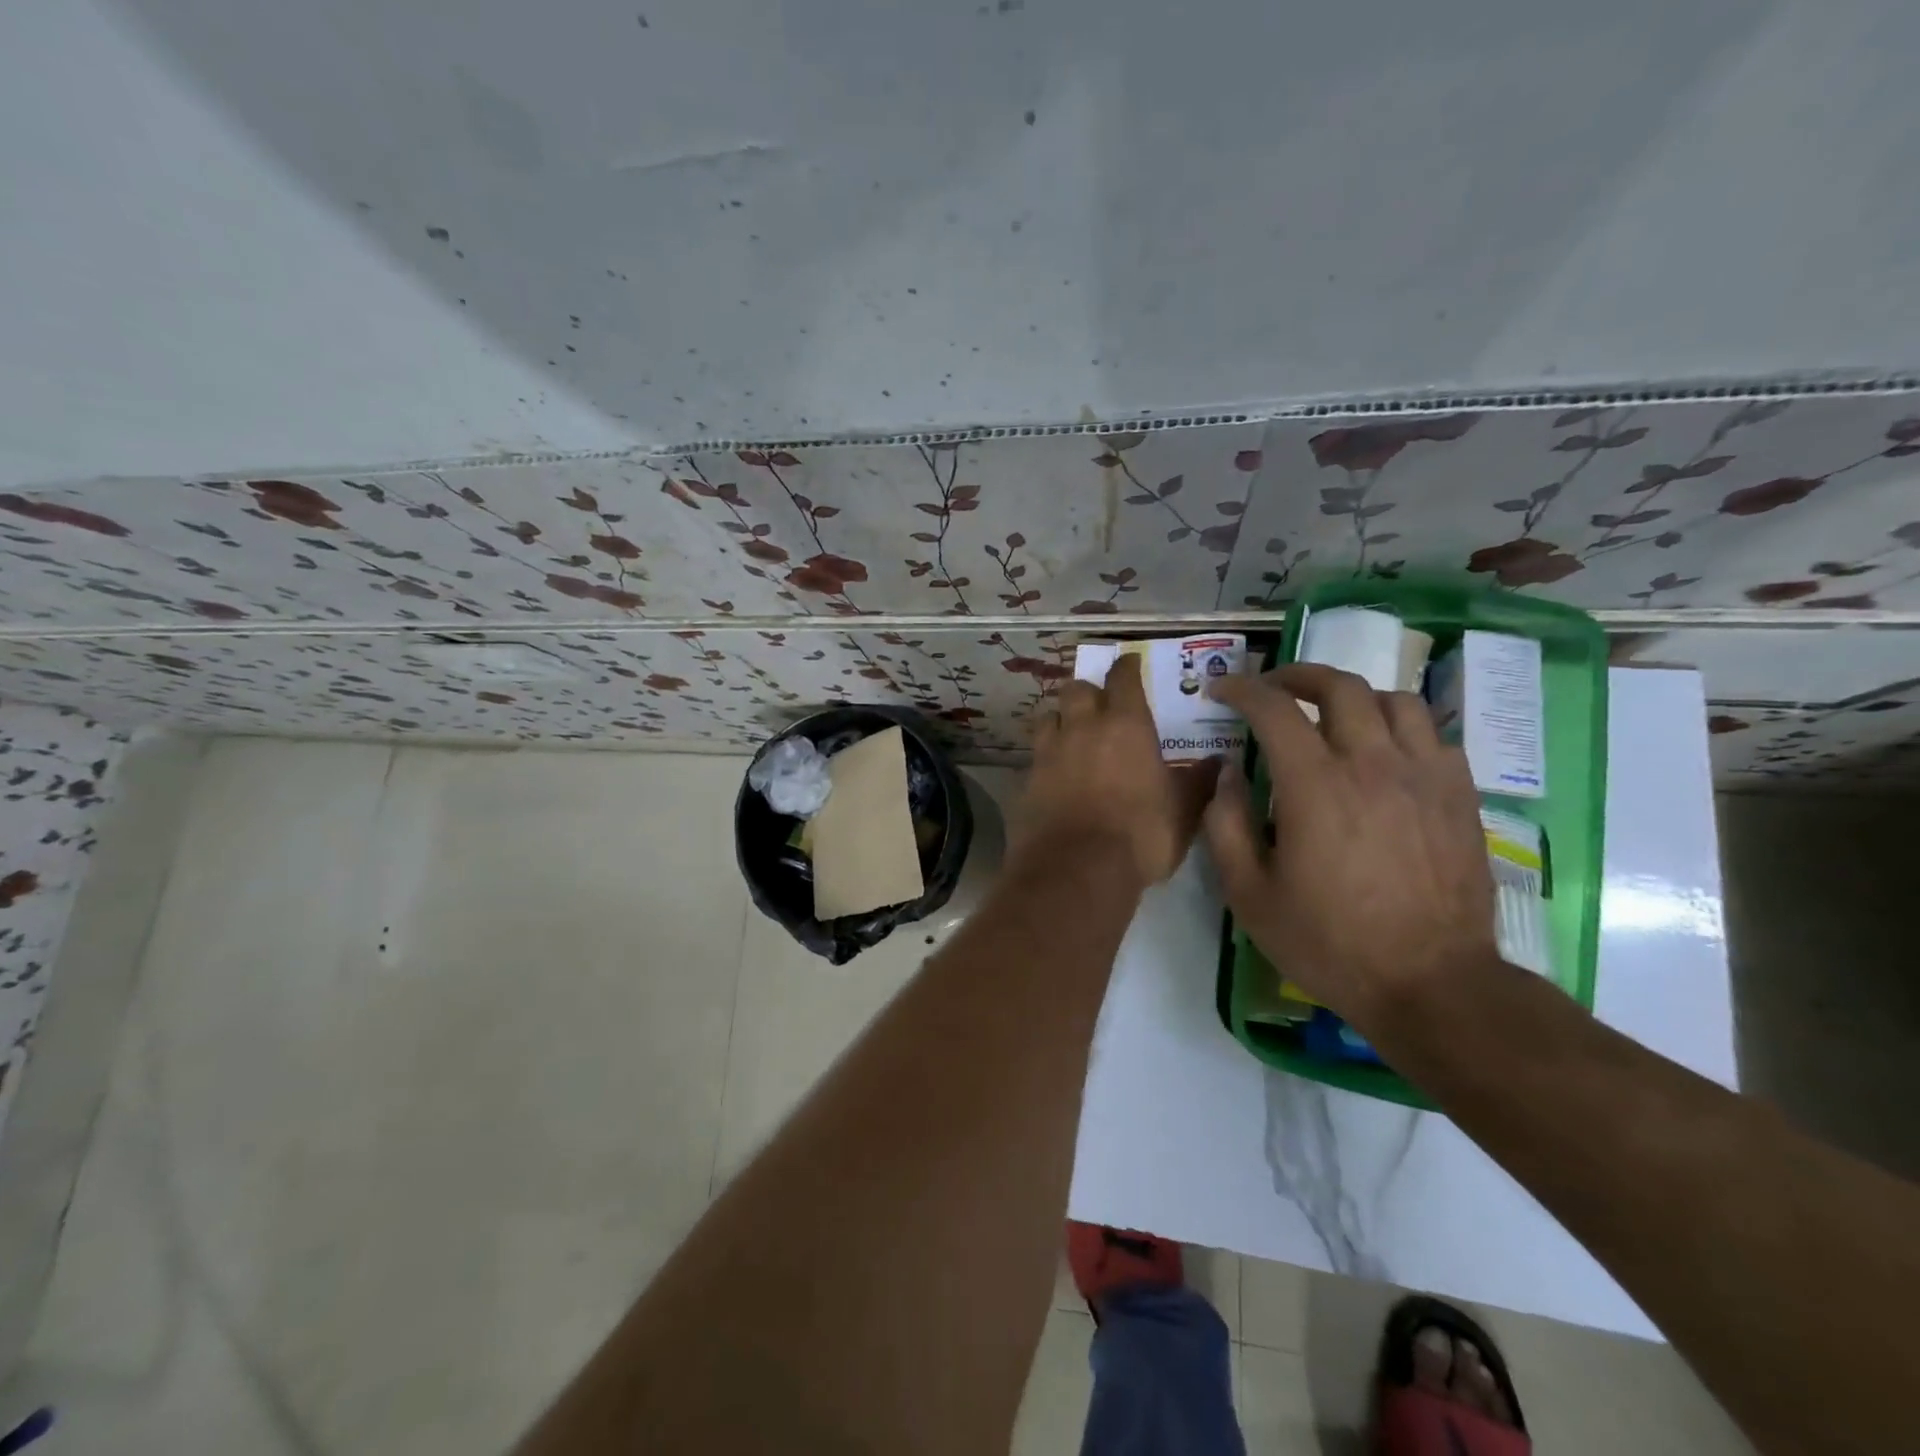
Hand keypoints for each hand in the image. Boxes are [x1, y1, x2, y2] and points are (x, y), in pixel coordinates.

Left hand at [1019, 655, 1220, 887]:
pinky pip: (1034, 757)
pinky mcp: (1025, 780)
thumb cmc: (1141, 835)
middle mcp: (1082, 728)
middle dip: (1088, 692)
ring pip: (1048, 717)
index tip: (1131, 664)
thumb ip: (1199, 782)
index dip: (1127, 667)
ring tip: (1071, 737)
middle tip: (1099, 706)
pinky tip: (1054, 776)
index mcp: (1125, 724)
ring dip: (1060, 720)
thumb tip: (1219, 763)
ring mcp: (1048, 753)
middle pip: (1077, 689)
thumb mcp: (1184, 811)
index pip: (1123, 677)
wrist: (1076, 869)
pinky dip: (1045, 760)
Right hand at [1204, 663, 1496, 1027]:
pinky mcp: (1460, 796)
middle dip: (1298, 676)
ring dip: (1354, 696)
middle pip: (1340, 687)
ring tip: (1332, 715)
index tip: (1223, 690)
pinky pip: (1434, 734)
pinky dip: (1400, 727)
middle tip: (1274, 688)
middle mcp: (1373, 764)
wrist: (1431, 983)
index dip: (1243, 689)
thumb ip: (1226, 824)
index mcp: (1315, 785)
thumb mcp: (1249, 894)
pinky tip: (1386, 752)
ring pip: (1395, 700)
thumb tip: (1229, 771)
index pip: (1274, 708)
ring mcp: (1425, 776)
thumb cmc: (1329, 942)